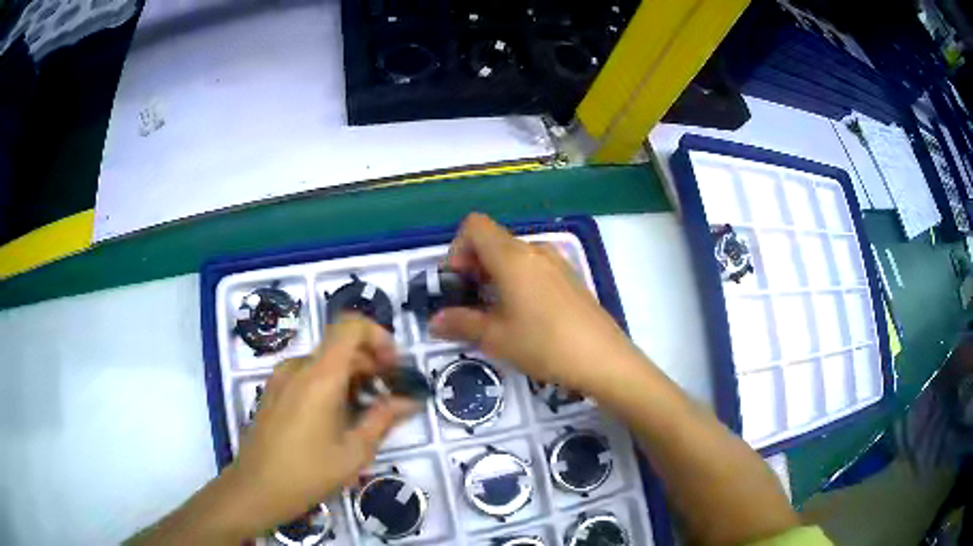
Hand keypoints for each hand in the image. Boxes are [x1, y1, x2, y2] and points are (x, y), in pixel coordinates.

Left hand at [226, 316, 417, 535]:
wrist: (257, 488)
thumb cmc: (308, 473)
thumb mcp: (355, 451)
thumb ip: (383, 419)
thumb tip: (409, 401)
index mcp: (319, 376)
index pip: (350, 326)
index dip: (378, 336)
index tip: (393, 366)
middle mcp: (297, 367)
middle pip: (340, 347)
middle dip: (370, 366)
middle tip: (388, 399)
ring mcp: (281, 378)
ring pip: (324, 363)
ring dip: (351, 378)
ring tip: (363, 415)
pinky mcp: (273, 391)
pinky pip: (307, 375)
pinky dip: (329, 386)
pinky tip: (335, 421)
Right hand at [430, 213, 639, 393]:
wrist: (603, 359)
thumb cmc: (544, 344)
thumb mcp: (496, 337)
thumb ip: (460, 323)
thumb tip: (434, 320)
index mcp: (512, 256)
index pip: (474, 226)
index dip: (457, 249)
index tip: (458, 283)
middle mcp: (535, 250)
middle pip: (493, 241)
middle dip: (474, 266)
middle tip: (471, 303)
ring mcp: (557, 261)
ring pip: (514, 255)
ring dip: (496, 275)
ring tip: (496, 312)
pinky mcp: (571, 276)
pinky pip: (534, 267)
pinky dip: (518, 280)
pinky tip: (524, 314)